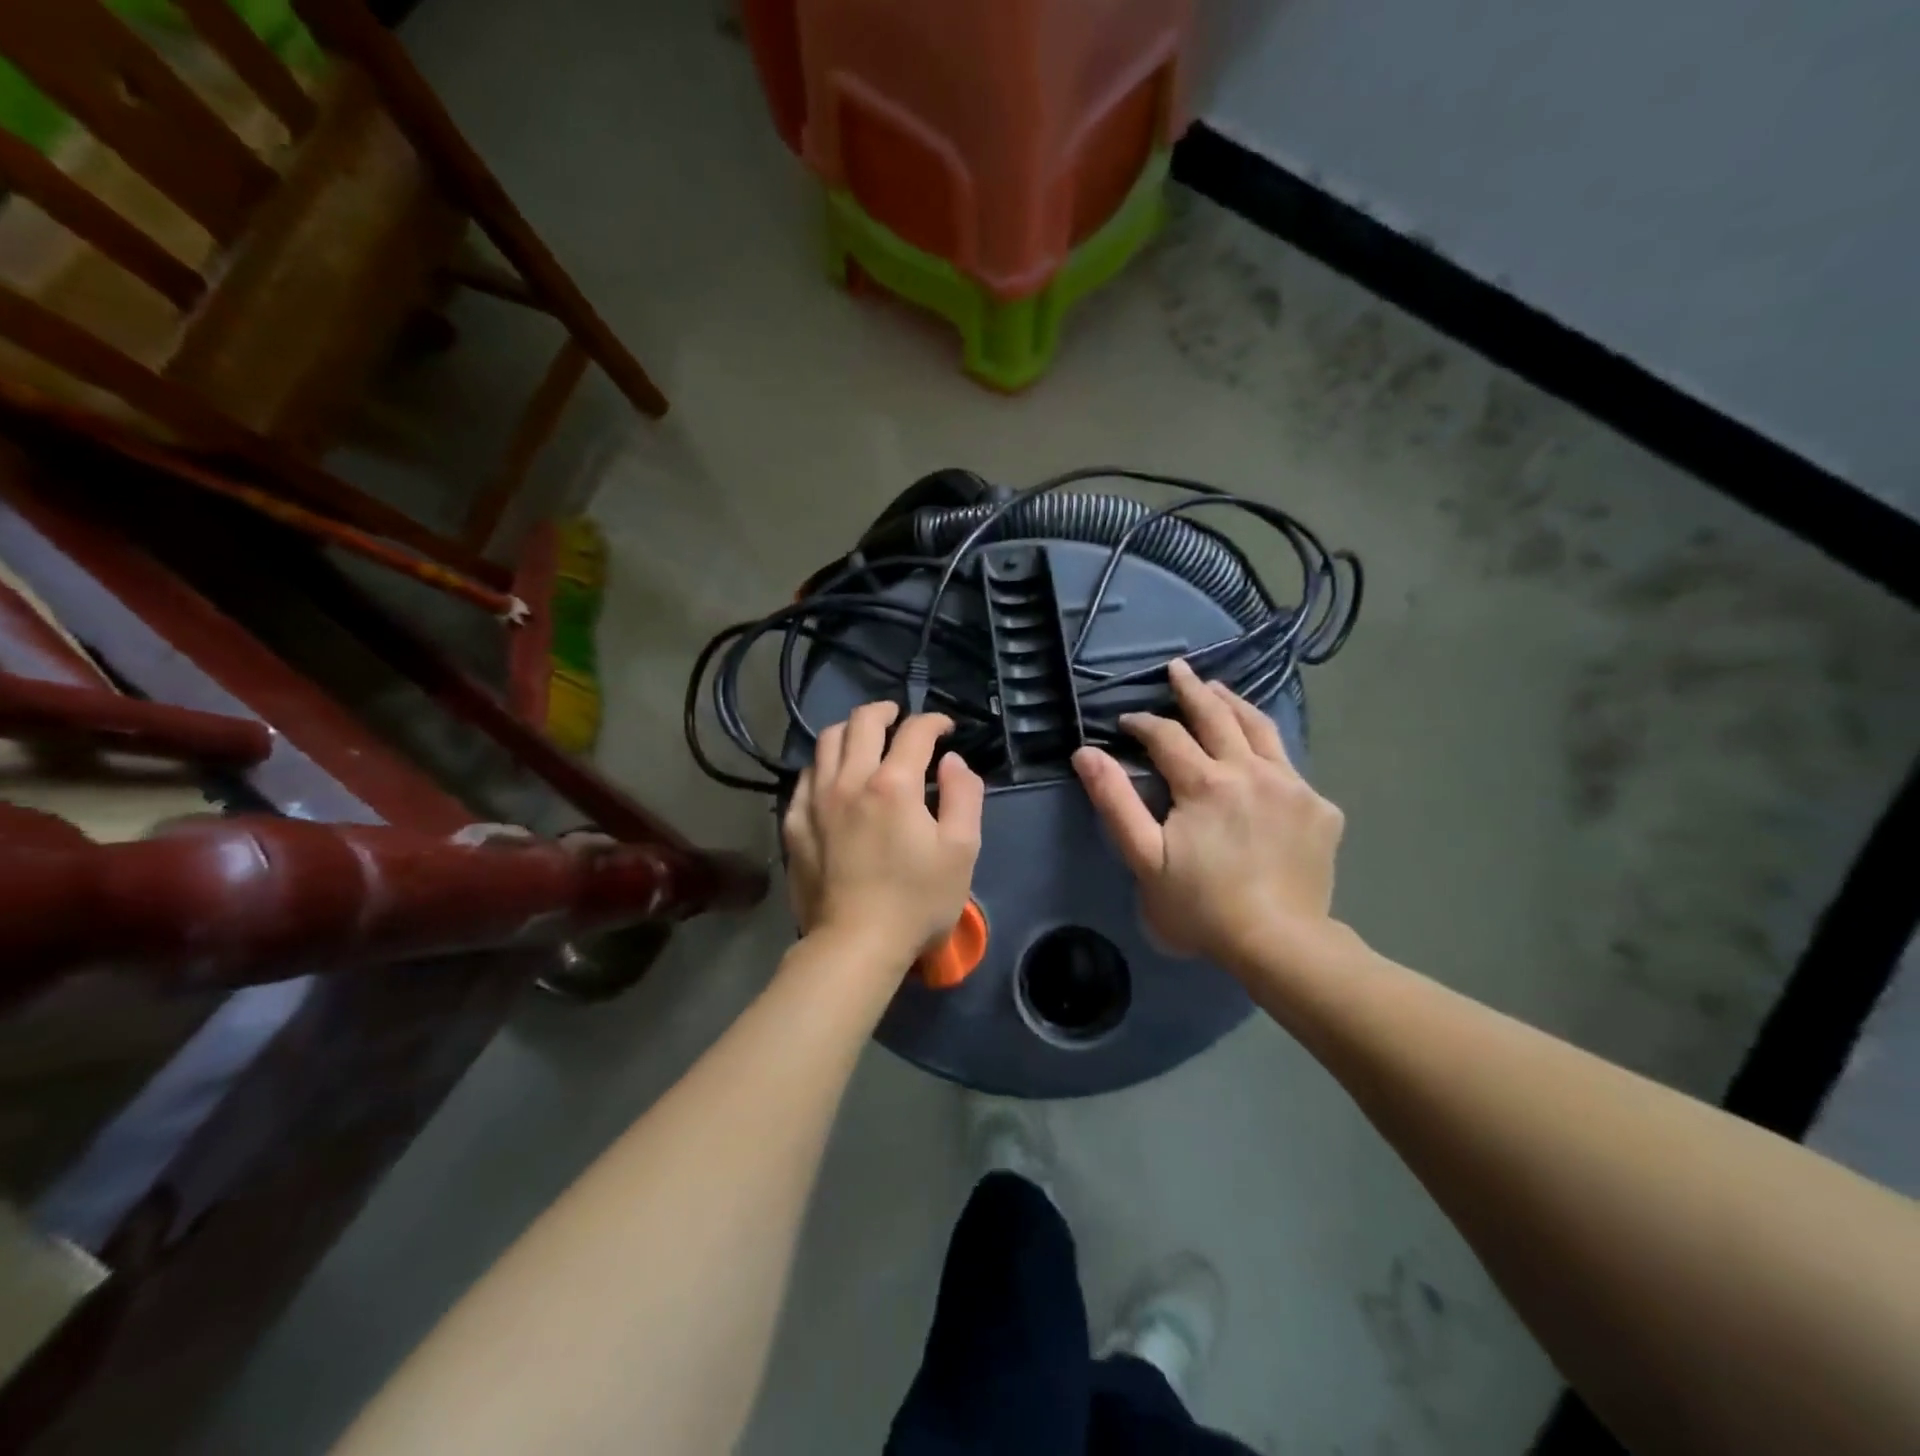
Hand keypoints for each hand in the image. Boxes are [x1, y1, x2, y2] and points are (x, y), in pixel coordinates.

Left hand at [783, 702, 984, 964]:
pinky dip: (823, 764)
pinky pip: (805, 776)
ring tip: (864, 738)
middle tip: (900, 717)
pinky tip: (833, 776)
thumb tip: (952, 761)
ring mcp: (815, 801)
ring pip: (826, 741)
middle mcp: (849, 780)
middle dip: (885, 711)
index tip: (945, 728)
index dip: (933, 721)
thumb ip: (964, 796)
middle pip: (862, 722)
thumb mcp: (961, 851)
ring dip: (850, 730)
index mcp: (893, 785)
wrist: (854, 944)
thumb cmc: (916, 901)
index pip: (914, 732)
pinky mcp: (794, 823)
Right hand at [1072, 658, 1344, 968]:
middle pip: (1218, 716)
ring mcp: (1292, 786)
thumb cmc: (1201, 906)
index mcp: (1205, 782)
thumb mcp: (1143, 858)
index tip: (1126, 722)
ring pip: (1262, 729)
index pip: (1167, 735)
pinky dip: (1268, 751)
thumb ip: (1115, 801)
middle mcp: (1251, 770)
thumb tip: (1086, 752)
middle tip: (1178, 669)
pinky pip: (1290, 766)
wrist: (1280, 944)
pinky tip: (1261, 756)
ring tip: (1219, 689)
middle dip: (1192, 690)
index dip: (1142, 724)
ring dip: (1235, 705)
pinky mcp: (1320, 808)